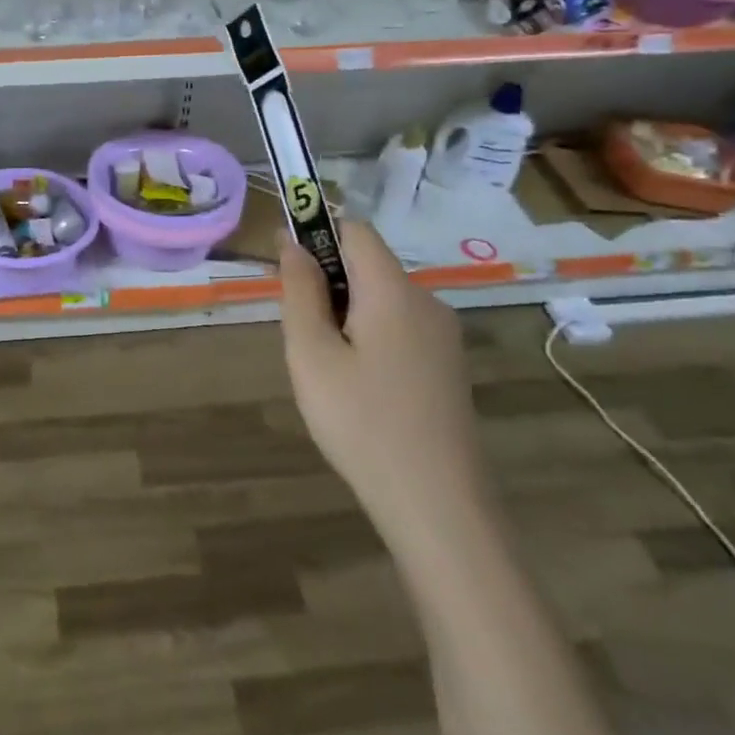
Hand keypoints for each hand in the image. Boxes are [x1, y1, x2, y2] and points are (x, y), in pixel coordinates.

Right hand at [279, 220, 488, 545]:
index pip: (355, 230)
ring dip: (348, 316)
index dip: (317, 234)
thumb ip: (300, 292)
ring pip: (383, 301)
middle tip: (305, 341)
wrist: (438, 505)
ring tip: (330, 374)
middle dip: (329, 286)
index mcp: (393, 291)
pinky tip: (361, 390)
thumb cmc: (362, 423)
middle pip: (369, 267)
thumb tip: (293, 243)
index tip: (286, 269)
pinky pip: (400, 329)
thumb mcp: (311, 355)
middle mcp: (427, 302)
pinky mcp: (449, 367)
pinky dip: (371, 339)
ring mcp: (444, 337)